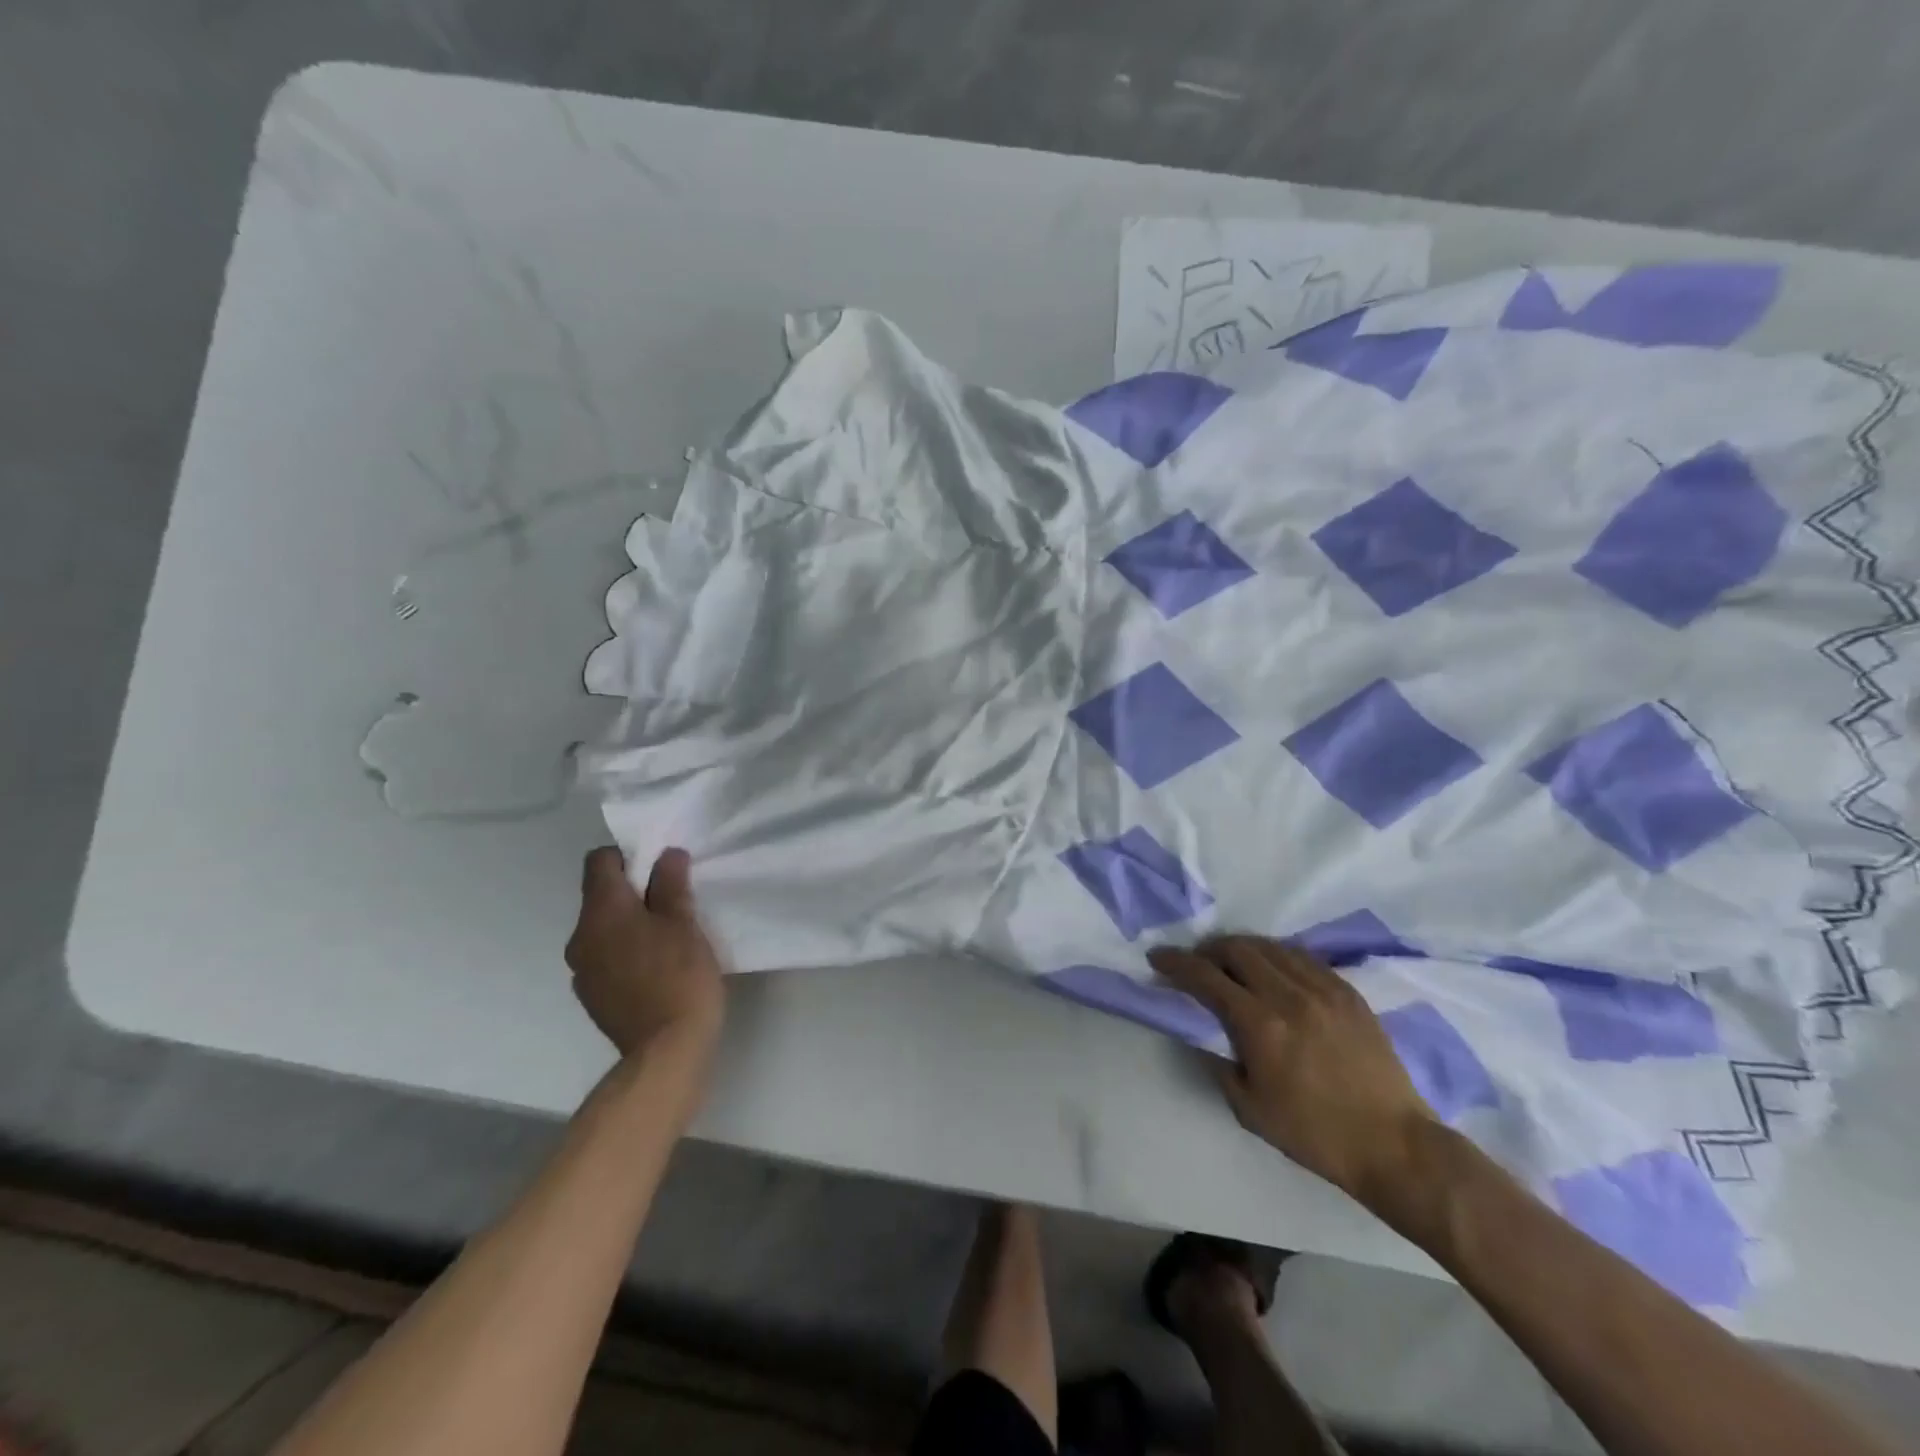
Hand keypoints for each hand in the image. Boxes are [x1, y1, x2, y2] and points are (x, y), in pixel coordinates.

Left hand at [565, 846, 725, 1064]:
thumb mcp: (684, 923)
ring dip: (628, 923)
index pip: (599, 862)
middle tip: (672, 901)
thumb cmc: (680, 977)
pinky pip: (604, 957)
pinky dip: (624, 952)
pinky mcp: (591, 996)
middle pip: (600, 896)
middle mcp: (580, 936)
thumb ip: (671, 884)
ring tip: (666, 937)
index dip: (628, 856)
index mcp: (602, 912)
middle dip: (632, 891)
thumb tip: (667, 855)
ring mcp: (581, 970)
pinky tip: (655, 968)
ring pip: (602, 928)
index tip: (660, 868)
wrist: (666, 1050)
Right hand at [1150, 936, 1436, 1206]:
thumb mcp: (1249, 1109)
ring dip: (1241, 948)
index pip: (1206, 977)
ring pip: (1270, 946)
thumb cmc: (1315, 1134)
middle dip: (1208, 949)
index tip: (1158, 957)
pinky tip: (1273, 967)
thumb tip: (1201, 1030)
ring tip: (1231, 961)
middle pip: (1237, 949)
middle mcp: (1289, 996)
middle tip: (1197, 962)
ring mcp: (1323, 989)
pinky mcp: (1348, 991)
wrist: (1394, 1145)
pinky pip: (1303, 956)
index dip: (1176, 963)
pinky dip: (1277, 954)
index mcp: (1261, 1026)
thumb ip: (1218, 1062)